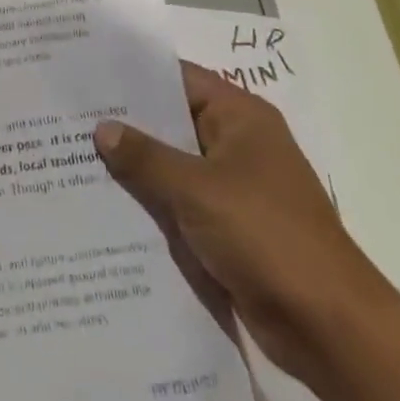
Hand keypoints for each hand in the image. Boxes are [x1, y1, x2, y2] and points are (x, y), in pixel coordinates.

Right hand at [94, 61, 391, 384]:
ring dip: (136, 166)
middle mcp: (239, 144)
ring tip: (74, 155)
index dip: (134, 74)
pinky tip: (107, 203)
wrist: (330, 329)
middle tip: (69, 114)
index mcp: (241, 117)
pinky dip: (152, 202)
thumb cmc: (266, 236)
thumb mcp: (196, 189)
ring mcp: (235, 188)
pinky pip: (181, 203)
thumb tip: (101, 129)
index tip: (87, 71)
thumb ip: (145, 156)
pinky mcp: (231, 228)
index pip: (178, 78)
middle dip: (127, 123)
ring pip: (174, 165)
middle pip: (173, 121)